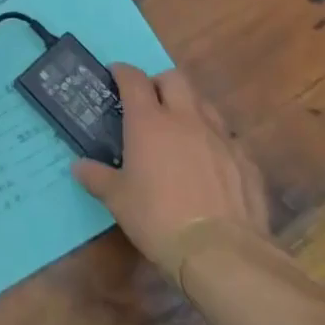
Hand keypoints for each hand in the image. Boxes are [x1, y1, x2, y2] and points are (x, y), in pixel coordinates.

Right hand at [71, 64, 269, 269]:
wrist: (221, 252)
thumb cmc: (158, 218)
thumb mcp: (117, 200)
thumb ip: (97, 177)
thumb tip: (79, 166)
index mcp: (149, 122)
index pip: (134, 80)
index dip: (123, 72)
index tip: (115, 74)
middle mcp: (186, 119)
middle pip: (175, 79)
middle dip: (160, 83)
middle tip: (150, 101)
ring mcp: (220, 137)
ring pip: (204, 104)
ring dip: (190, 108)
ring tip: (180, 130)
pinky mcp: (246, 160)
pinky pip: (228, 138)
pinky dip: (214, 141)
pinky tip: (210, 163)